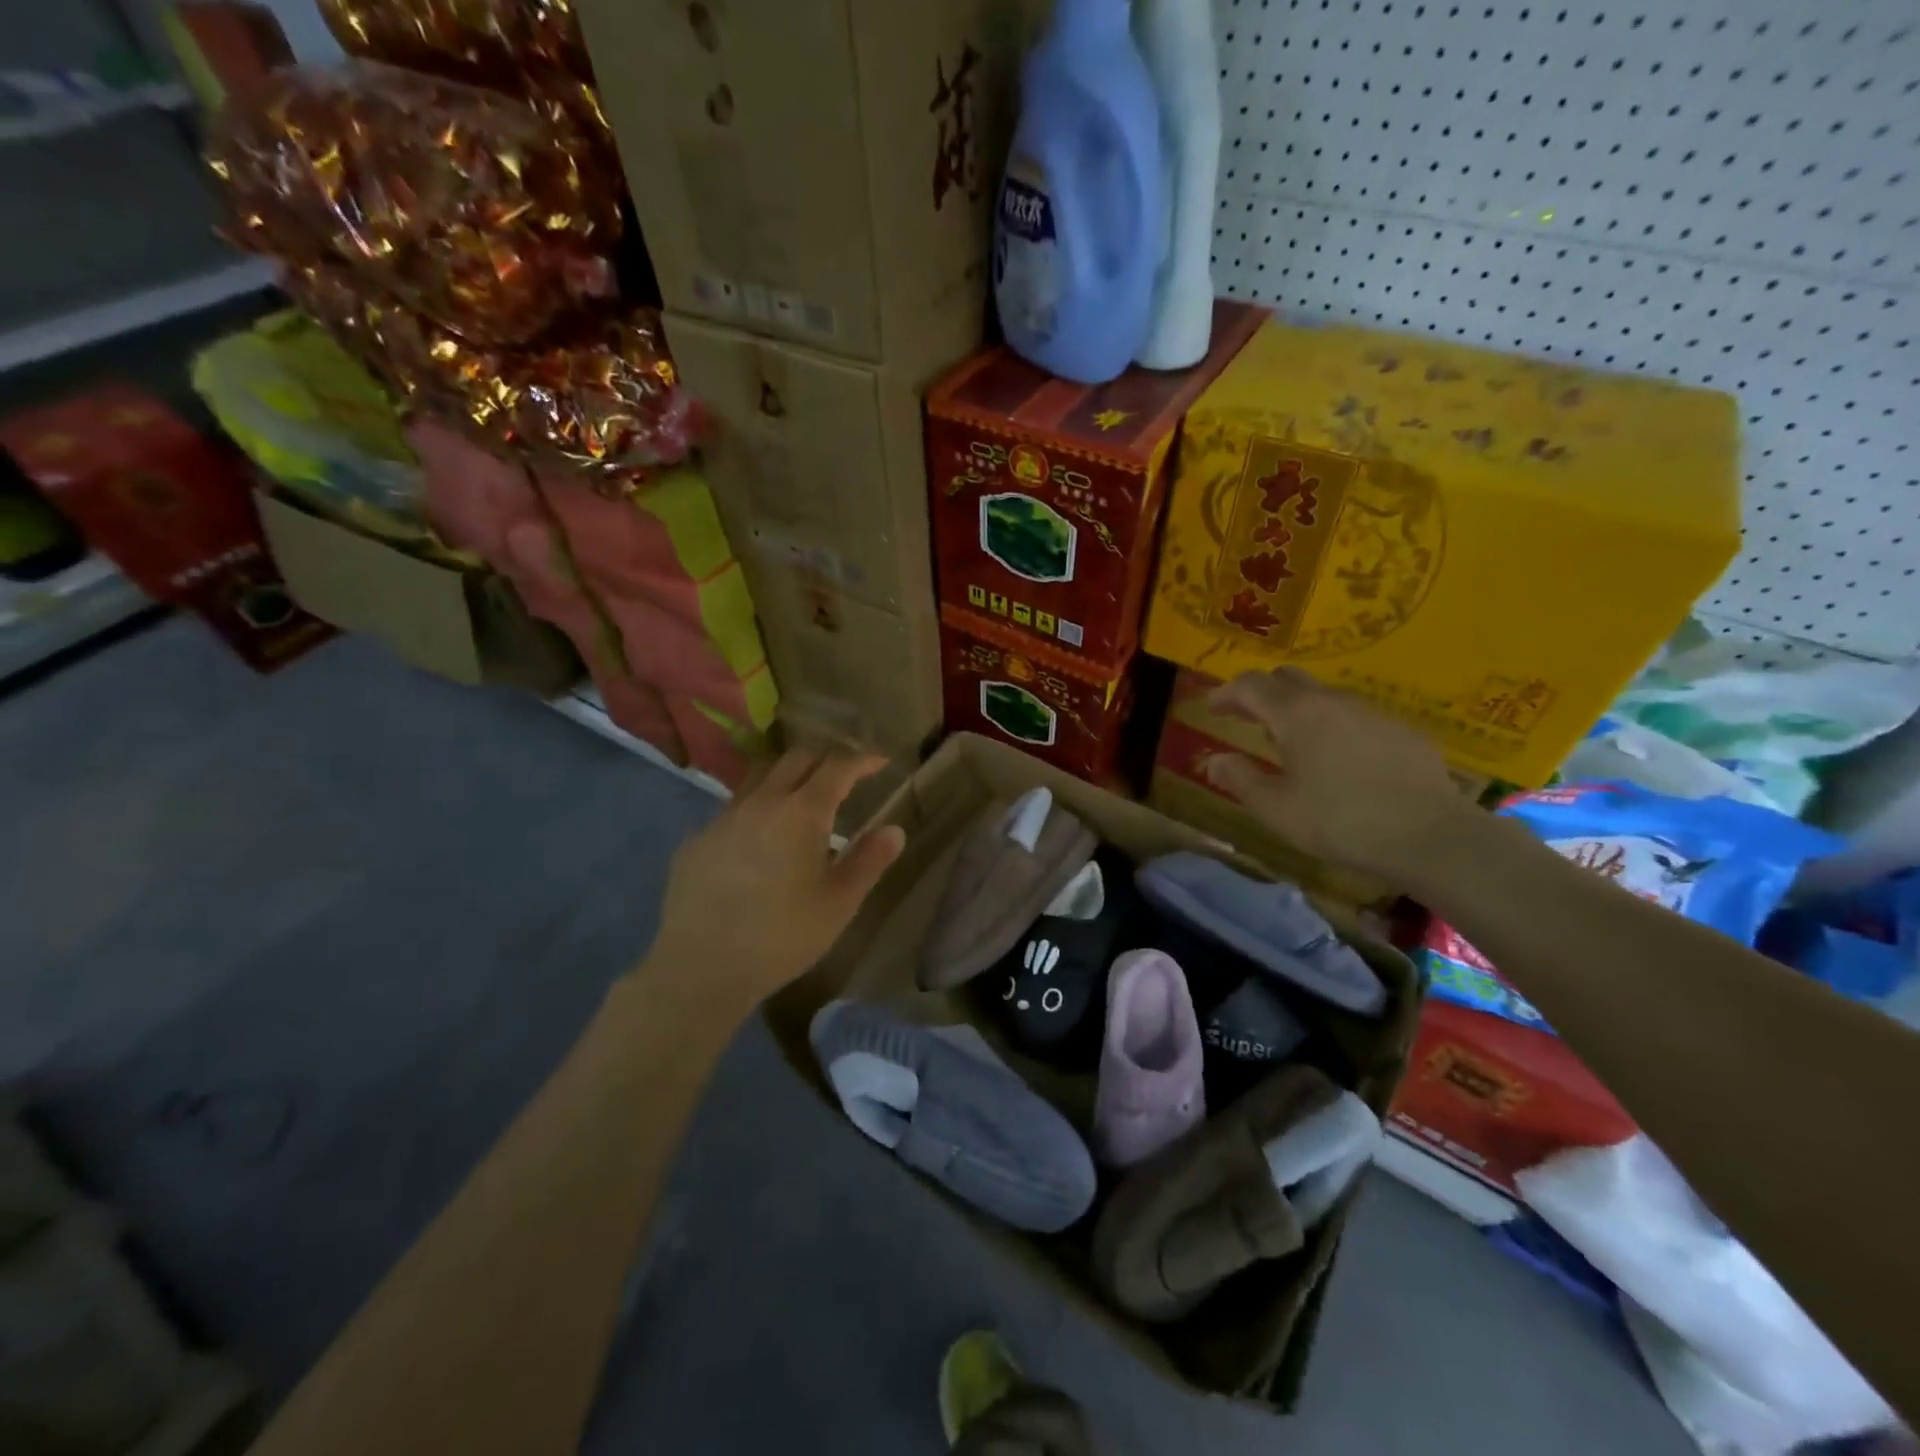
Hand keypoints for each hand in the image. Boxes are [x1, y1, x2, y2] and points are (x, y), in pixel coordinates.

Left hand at [640, 749, 906, 1007]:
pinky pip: (733, 809)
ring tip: (800, 798)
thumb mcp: (839, 903)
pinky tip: (758, 839)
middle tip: (843, 775)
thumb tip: (894, 829)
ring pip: (759, 778)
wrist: (702, 967)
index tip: (880, 762)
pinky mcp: (697, 840)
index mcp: (802, 812)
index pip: (837, 767)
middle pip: (796, 759)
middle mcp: (762, 802)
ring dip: (786, 777)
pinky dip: (756, 810)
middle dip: (824, 759)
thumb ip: (869, 861)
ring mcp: (724, 818)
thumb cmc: (783, 936)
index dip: (862, 759)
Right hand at [1201, 668, 1468, 884]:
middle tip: (1247, 718)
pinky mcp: (1403, 731)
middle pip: (1288, 679)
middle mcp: (1332, 701)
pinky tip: (1340, 761)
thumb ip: (1240, 780)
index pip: (1250, 685)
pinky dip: (1335, 727)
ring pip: (1325, 697)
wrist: (1430, 836)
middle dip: (1262, 693)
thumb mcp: (1276, 808)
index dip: (1226, 693)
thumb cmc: (1340, 821)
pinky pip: (1357, 717)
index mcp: (1296, 714)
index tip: (1212, 708)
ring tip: (1292, 742)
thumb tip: (1215, 761)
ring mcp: (1373, 712)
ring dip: (1300, 710)